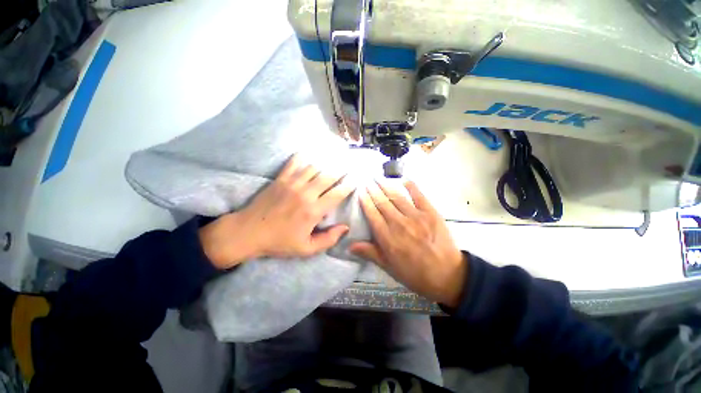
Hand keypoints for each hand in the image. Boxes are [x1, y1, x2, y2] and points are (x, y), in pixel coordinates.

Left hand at [199, 154, 354, 268]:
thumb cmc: (279, 242)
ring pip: (314, 167)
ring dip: (326, 163)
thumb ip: (328, 239)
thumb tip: (345, 228)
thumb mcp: (306, 249)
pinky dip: (303, 156)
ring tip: (335, 158)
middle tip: (349, 166)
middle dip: (341, 171)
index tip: (355, 180)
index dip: (348, 186)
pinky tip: (310, 153)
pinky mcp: (280, 179)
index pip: (337, 194)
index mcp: (313, 211)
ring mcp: (292, 184)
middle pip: (328, 176)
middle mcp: (306, 193)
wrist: (247, 233)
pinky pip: (294, 163)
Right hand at [350, 181, 467, 307]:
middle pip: (382, 203)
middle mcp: (398, 223)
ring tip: (378, 178)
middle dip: (373, 190)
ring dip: (386, 186)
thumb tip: (350, 245)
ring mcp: (415, 216)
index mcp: (387, 237)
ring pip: (396, 197)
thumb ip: (370, 253)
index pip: (372, 214)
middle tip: (367, 181)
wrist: (447, 275)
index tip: (360, 192)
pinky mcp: (430, 213)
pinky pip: (418, 195)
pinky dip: (410, 186)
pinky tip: (403, 179)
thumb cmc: (414, 273)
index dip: (365, 201)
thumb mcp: (389, 267)